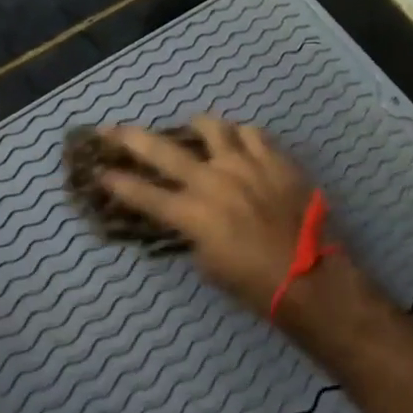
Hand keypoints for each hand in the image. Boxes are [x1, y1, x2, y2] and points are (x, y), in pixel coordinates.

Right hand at [96, 118, 323, 317]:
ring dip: (197, 128)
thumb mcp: (209, 266)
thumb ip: (192, 233)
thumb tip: (187, 217)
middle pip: (162, 150)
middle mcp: (212, 181)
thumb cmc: (255, 285)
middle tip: (112, 129)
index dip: (117, 182)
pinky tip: (240, 144)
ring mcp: (244, 164)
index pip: (143, 194)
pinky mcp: (274, 159)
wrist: (312, 279)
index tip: (99, 172)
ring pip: (212, 127)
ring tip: (195, 130)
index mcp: (192, 214)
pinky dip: (241, 136)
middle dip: (130, 139)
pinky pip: (252, 133)